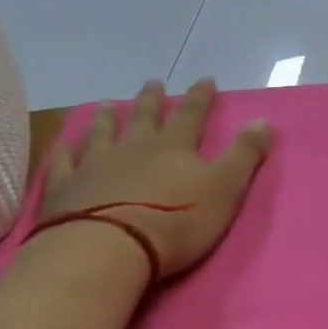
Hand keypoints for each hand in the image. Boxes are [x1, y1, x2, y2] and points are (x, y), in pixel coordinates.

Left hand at [39, 78, 272, 280]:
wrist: (108, 249)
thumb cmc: (177, 220)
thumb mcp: (225, 187)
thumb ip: (244, 154)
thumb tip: (263, 120)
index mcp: (174, 147)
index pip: (191, 115)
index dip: (200, 97)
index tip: (205, 79)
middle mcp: (134, 148)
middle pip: (144, 117)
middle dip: (151, 100)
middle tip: (152, 82)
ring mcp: (95, 166)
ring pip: (102, 133)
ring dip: (106, 117)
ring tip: (105, 103)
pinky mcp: (65, 189)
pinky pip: (63, 163)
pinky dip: (65, 151)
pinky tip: (64, 144)